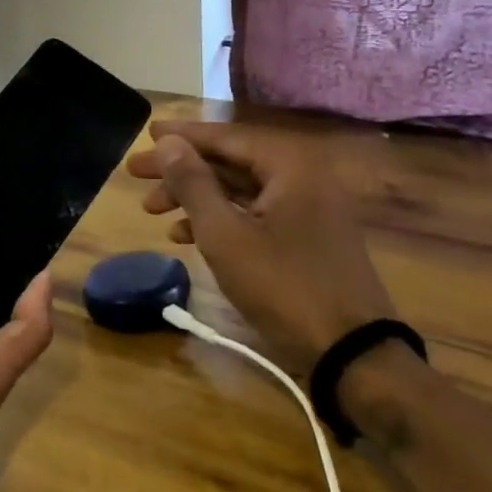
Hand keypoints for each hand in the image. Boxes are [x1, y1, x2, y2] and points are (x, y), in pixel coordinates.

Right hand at [126, 120, 395, 371]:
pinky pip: (254, 212)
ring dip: (195, 197)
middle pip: (229, 161)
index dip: (180, 137)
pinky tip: (184, 236)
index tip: (145, 135)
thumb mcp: (224, 234)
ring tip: (153, 210)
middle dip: (181, 170)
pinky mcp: (307, 236)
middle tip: (137, 174)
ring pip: (239, 189)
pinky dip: (220, 218)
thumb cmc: (284, 286)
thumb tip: (167, 142)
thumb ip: (192, 183)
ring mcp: (308, 207)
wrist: (354, 356)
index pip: (224, 137)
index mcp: (288, 165)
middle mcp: (302, 176)